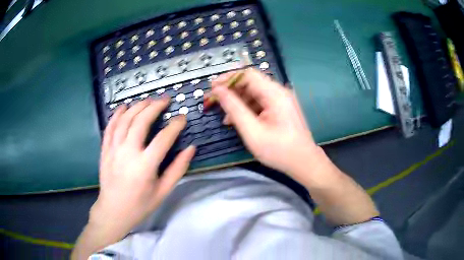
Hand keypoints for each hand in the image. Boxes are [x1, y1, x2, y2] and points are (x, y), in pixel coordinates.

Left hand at [90, 98, 194, 241]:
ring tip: (147, 100)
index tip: (182, 117)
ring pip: (124, 120)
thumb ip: (177, 169)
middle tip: (164, 99)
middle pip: (141, 121)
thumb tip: (191, 149)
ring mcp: (113, 150)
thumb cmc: (140, 205)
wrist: (113, 211)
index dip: (175, 125)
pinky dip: (117, 115)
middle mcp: (128, 153)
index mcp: (145, 166)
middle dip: (154, 107)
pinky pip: (109, 127)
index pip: (163, 138)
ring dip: (137, 107)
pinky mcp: (105, 150)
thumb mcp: (163, 191)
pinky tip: (123, 107)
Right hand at [211, 68, 318, 175]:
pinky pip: (260, 102)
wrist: (304, 162)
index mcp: (274, 94)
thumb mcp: (252, 131)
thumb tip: (218, 91)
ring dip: (238, 102)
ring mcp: (281, 100)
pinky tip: (239, 121)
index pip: (247, 74)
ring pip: (254, 93)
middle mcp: (279, 92)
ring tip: (226, 117)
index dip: (228, 78)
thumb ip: (234, 109)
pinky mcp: (280, 109)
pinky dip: (248, 109)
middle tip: (214, 101)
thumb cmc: (279, 150)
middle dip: (231, 91)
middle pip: (250, 83)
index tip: (213, 88)